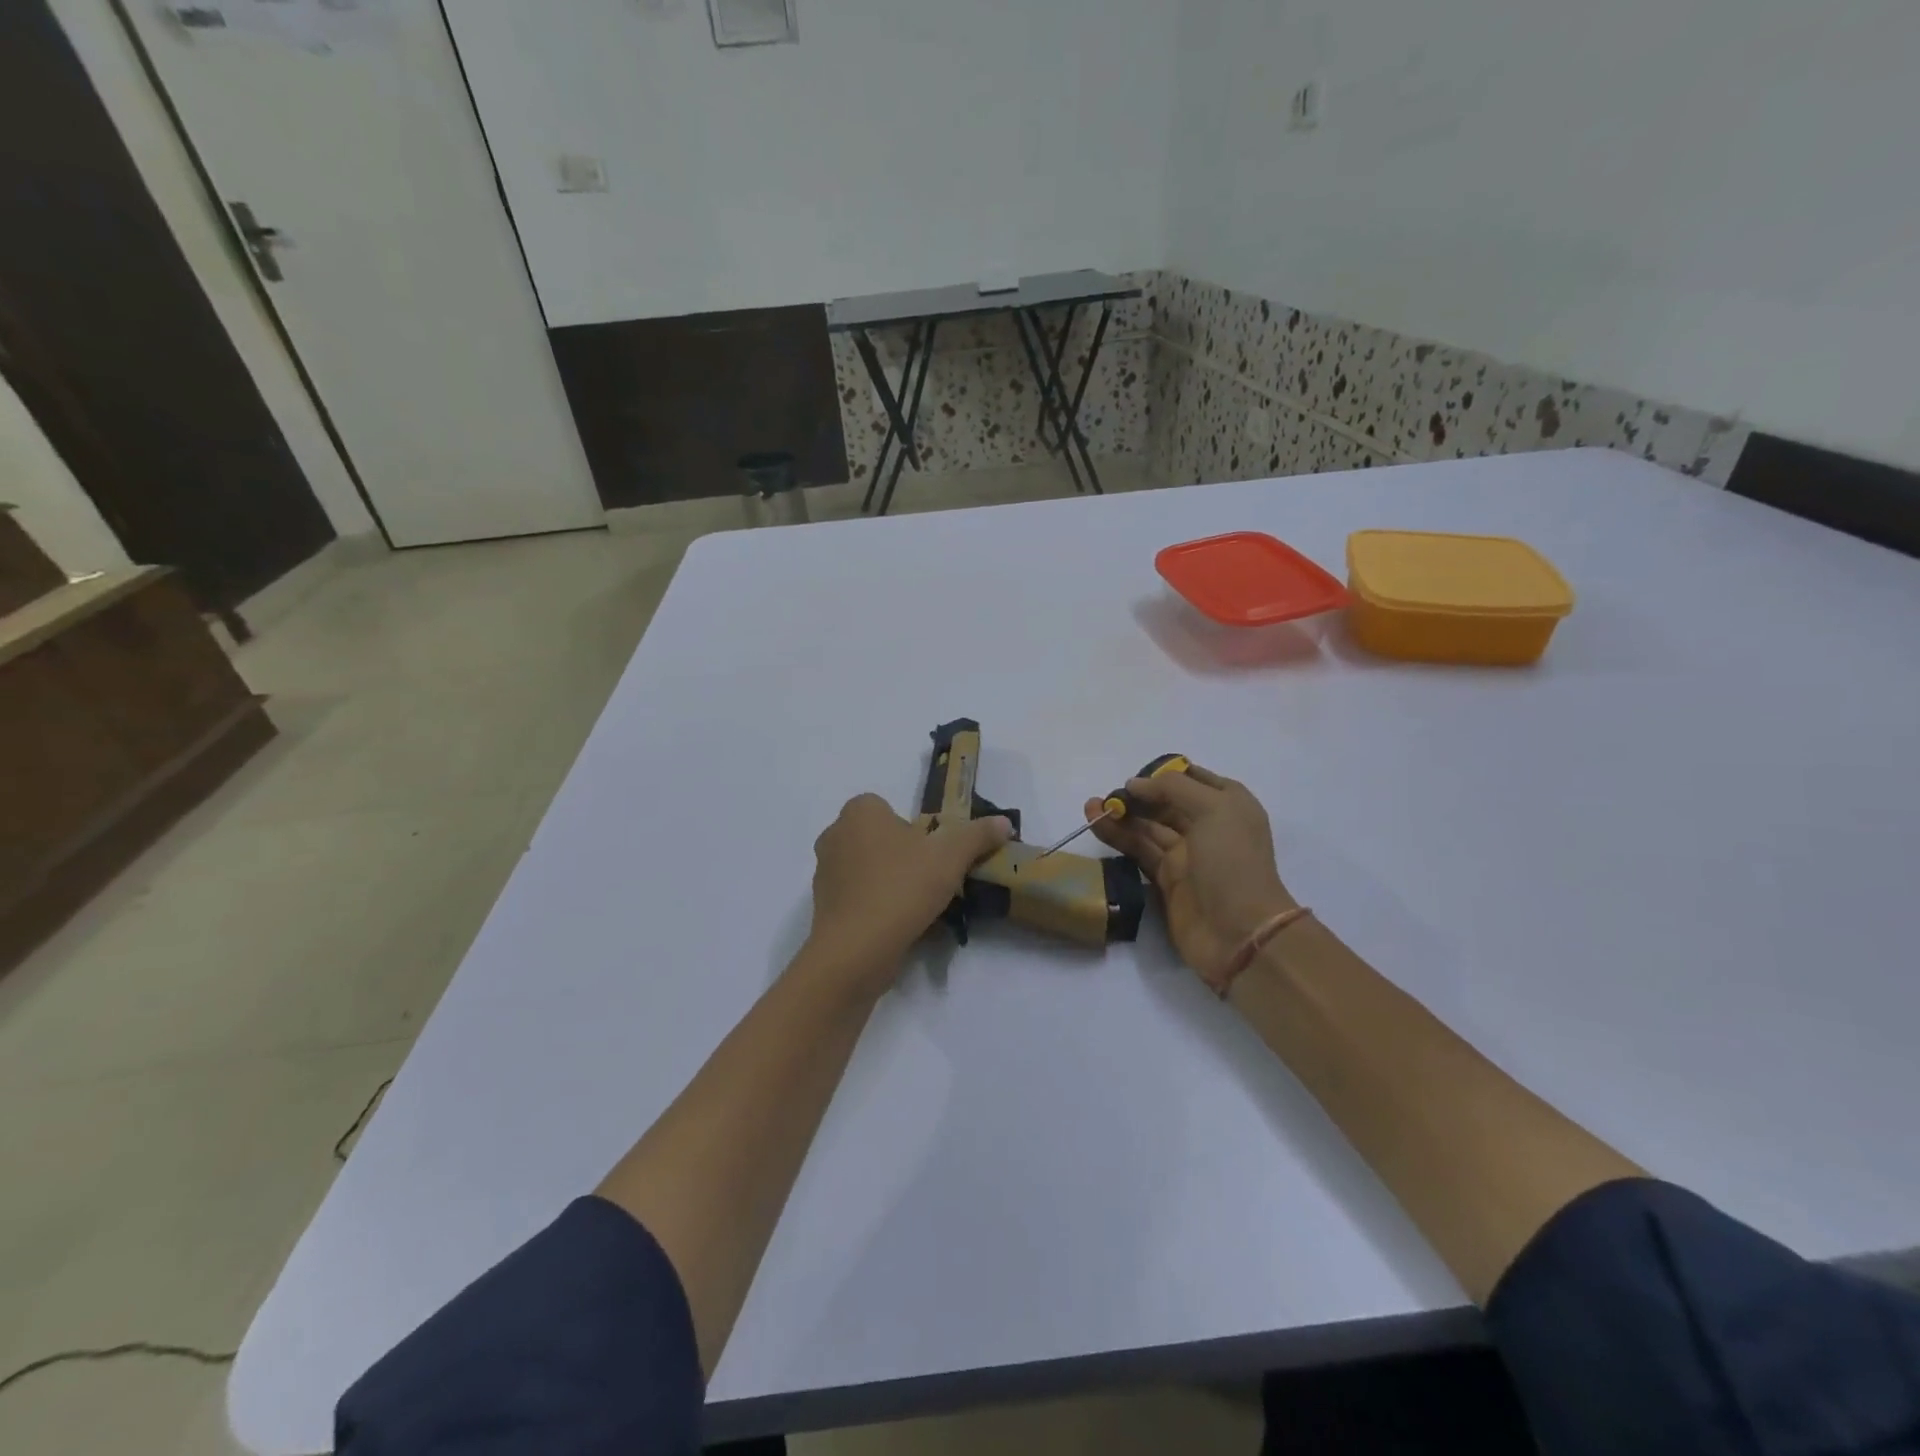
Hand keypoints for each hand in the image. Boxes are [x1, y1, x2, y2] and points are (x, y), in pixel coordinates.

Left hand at [802, 794, 1012, 995]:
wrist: (856, 949)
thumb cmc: (901, 888)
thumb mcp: (950, 856)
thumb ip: (977, 835)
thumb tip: (1004, 822)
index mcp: (859, 811)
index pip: (890, 808)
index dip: (915, 829)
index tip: (934, 853)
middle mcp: (835, 834)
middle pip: (880, 839)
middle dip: (904, 856)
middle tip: (931, 879)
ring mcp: (825, 872)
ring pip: (869, 869)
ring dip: (891, 882)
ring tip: (919, 906)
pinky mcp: (824, 906)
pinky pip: (858, 897)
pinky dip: (877, 906)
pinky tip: (899, 925)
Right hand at [1085, 765, 1294, 991]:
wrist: (1239, 932)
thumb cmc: (1232, 862)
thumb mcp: (1213, 809)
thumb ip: (1172, 788)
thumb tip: (1135, 784)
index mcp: (1228, 804)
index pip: (1191, 779)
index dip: (1162, 775)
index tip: (1135, 778)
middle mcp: (1208, 826)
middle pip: (1165, 803)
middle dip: (1136, 796)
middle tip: (1106, 795)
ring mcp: (1187, 855)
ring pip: (1147, 827)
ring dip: (1121, 815)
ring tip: (1090, 807)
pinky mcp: (1167, 880)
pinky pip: (1139, 851)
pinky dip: (1118, 838)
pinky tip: (1097, 826)